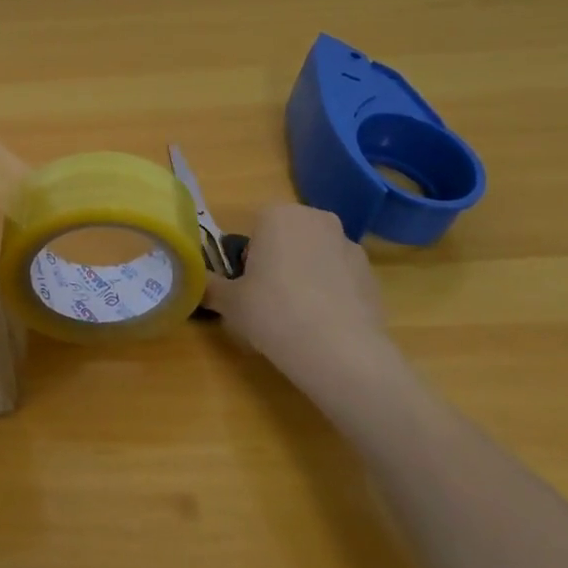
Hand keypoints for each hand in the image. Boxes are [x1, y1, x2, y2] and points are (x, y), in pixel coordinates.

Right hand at [202, 204, 388, 380]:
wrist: (342, 353)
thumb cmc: (274, 313)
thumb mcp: (229, 303)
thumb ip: (209, 286)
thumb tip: (196, 283)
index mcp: (277, 214)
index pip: (253, 231)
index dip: (247, 261)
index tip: (247, 289)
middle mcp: (316, 219)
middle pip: (286, 239)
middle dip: (277, 263)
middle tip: (268, 302)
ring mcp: (349, 245)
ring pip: (315, 257)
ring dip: (306, 277)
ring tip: (298, 319)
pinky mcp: (372, 274)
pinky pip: (340, 278)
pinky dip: (331, 294)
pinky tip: (324, 326)